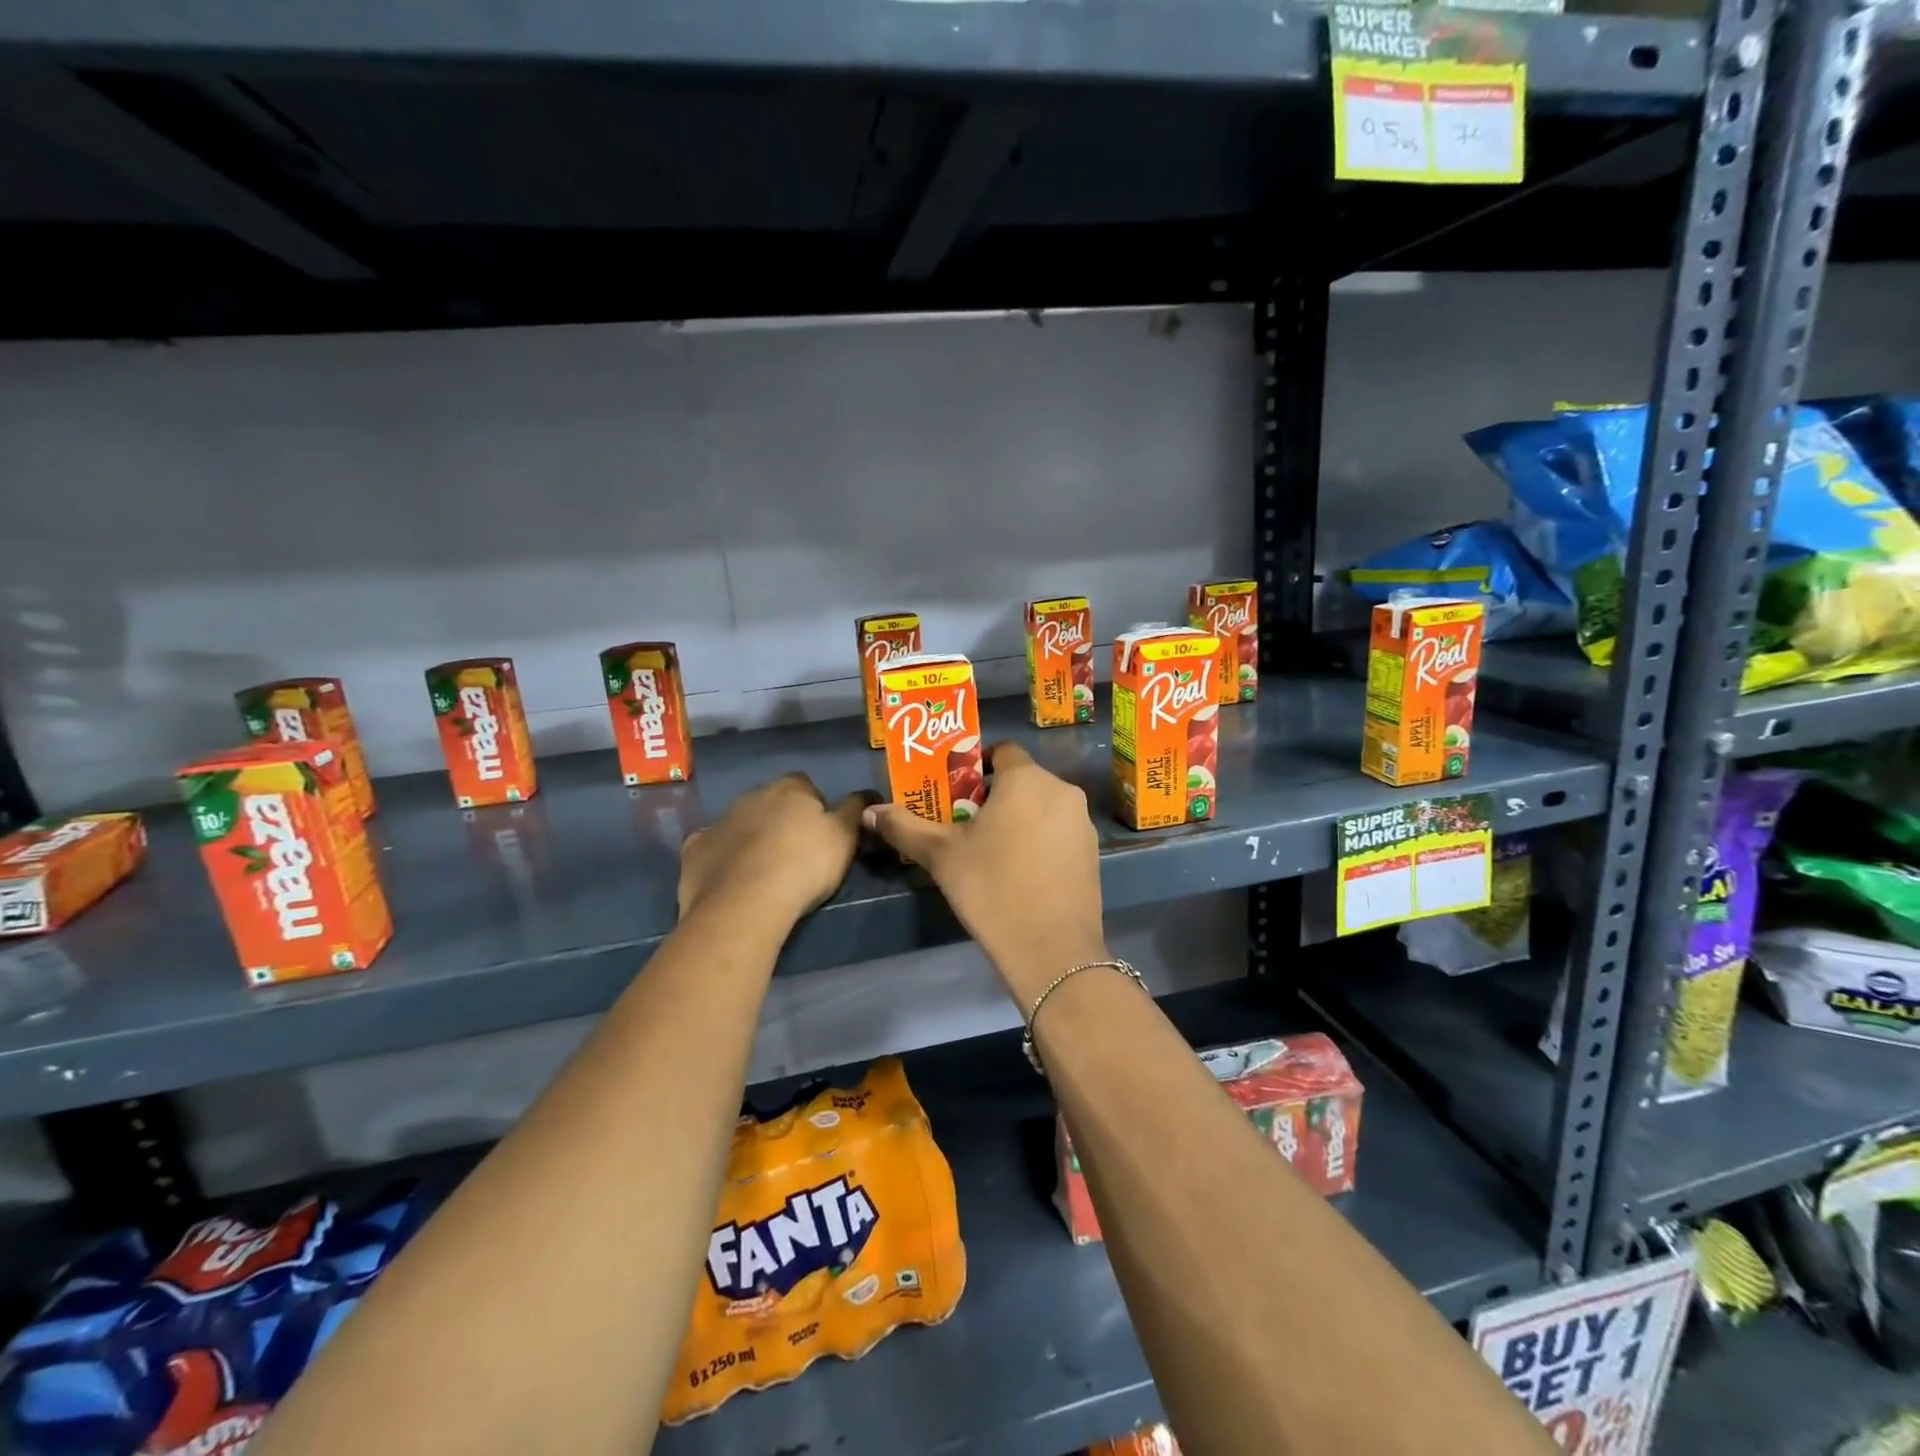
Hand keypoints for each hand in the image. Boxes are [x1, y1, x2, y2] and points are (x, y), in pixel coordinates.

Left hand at [679, 774, 866, 926]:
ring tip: (764, 870)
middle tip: (794, 854)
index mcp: (790, 789)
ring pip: (740, 823)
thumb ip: (855, 810)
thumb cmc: (804, 865)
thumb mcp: (845, 838)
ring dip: (751, 837)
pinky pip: (712, 847)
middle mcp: (752, 795)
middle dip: (780, 820)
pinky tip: (730, 878)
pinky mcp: (695, 849)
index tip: (821, 834)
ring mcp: (719, 821)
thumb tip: (867, 793)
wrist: (745, 903)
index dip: (815, 808)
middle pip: (770, 802)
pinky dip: (722, 857)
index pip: (806, 786)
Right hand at [863, 743, 1106, 1004]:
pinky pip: (1059, 831)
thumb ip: (905, 827)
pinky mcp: (1093, 852)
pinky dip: (1040, 839)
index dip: (976, 765)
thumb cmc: (991, 888)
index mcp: (1026, 779)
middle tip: (966, 825)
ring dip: (1019, 818)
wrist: (1051, 948)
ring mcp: (1082, 822)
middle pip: (1022, 779)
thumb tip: (869, 812)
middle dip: (994, 796)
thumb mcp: (941, 856)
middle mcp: (1061, 790)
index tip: (956, 792)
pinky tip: (1022, 872)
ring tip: (992, 851)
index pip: (1002, 751)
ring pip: (1042, 806)